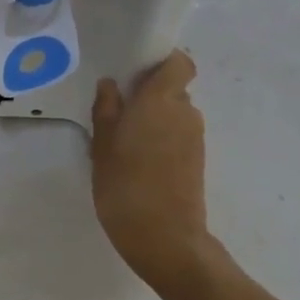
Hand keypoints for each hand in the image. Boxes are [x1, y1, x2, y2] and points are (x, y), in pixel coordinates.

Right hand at [91, 51, 218, 298]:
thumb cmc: (125, 185)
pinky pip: (178, 135)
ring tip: (125, 139)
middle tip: (119, 108)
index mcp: (161, 100)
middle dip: (150, 94)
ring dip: (155, 118)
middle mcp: (184, 112)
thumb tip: (110, 85)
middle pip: (173, 89)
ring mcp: (194, 138)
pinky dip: (162, 138)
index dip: (163, 60)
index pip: (180, 63)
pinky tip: (138, 160)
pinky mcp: (197, 160)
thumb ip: (106, 110)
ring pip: (175, 113)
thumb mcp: (102, 146)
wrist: (165, 238)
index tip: (137, 69)